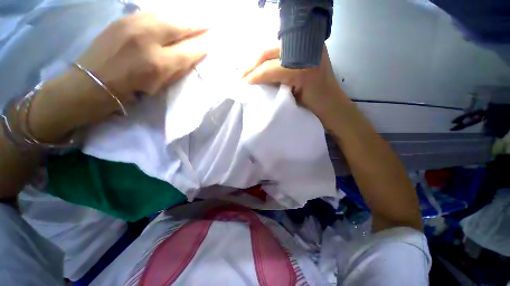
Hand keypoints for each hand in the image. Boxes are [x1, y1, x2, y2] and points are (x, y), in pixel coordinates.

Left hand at [29, 13, 208, 141]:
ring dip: (183, 17)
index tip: (211, 41)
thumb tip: (193, 55)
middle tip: (209, 23)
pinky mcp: (123, 19)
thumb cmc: (131, 89)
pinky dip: (166, 14)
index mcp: (159, 63)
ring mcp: (133, 25)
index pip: (189, 50)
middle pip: (179, 26)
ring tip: (194, 18)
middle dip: (197, 25)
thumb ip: (178, 69)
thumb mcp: (160, 84)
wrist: (93, 81)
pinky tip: (172, 16)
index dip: (202, 45)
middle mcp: (147, 39)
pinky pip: (151, 12)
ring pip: (166, 14)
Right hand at [242, 47, 349, 129]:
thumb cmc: (314, 110)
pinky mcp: (307, 51)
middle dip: (253, 64)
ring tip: (248, 71)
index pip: (271, 67)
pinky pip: (282, 52)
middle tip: (241, 75)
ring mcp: (308, 48)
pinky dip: (270, 59)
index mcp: (304, 67)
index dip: (255, 75)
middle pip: (270, 52)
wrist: (332, 108)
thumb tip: (253, 84)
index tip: (243, 83)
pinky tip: (261, 67)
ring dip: (259, 60)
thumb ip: (274, 89)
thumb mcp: (292, 101)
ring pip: (274, 50)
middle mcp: (307, 50)